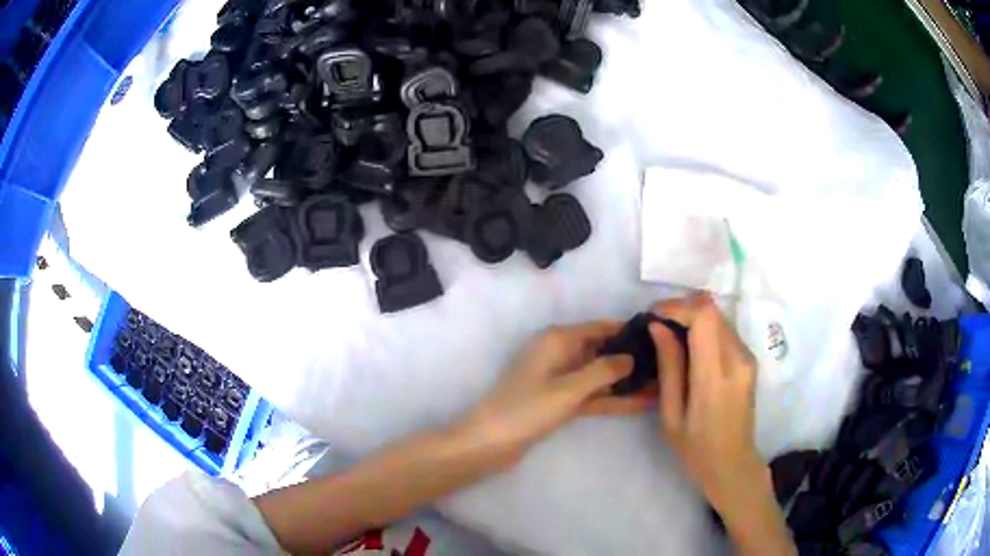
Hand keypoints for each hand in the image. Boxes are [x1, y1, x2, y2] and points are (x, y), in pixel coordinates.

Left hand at [459, 322, 651, 469]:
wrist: (489, 442)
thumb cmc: (527, 409)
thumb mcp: (568, 389)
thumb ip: (603, 371)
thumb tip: (631, 357)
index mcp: (558, 340)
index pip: (601, 327)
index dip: (628, 331)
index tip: (661, 336)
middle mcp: (561, 354)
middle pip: (603, 351)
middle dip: (632, 358)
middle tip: (668, 365)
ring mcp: (561, 380)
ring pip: (601, 376)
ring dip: (626, 382)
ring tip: (662, 385)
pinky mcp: (561, 401)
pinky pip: (593, 395)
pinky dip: (613, 399)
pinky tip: (640, 403)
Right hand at [651, 294, 794, 554]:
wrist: (733, 464)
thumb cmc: (696, 448)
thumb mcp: (671, 414)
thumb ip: (669, 366)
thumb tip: (658, 327)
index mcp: (715, 377)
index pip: (703, 317)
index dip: (677, 306)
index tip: (653, 315)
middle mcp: (738, 359)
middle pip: (712, 309)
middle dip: (682, 308)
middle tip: (658, 325)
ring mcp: (748, 357)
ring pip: (719, 316)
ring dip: (694, 317)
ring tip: (670, 335)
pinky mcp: (750, 359)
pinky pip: (725, 330)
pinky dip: (705, 329)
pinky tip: (690, 347)